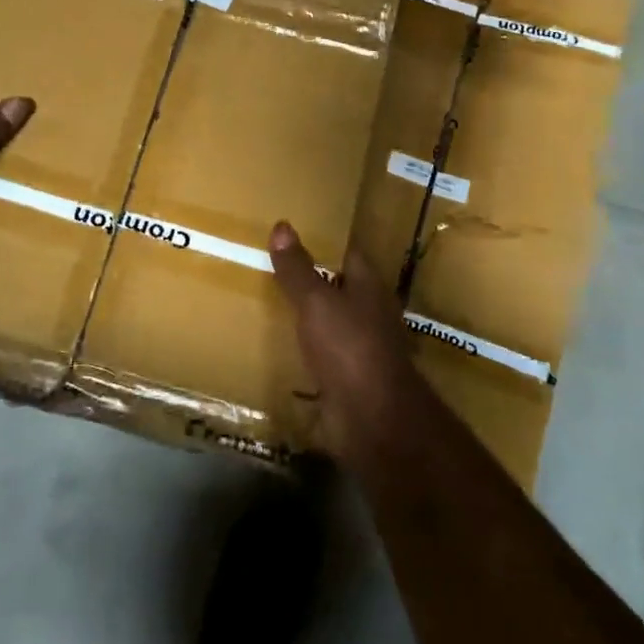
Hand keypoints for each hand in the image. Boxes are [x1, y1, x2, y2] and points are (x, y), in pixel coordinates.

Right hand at [267, 222, 417, 462]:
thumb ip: (298, 268)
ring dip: (309, 316)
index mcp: (368, 287)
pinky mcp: (349, 379)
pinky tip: (280, 347)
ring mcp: (361, 348)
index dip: (325, 242)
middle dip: (313, 279)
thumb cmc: (348, 347)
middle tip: (273, 265)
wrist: (372, 418)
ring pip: (331, 323)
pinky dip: (306, 350)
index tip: (296, 232)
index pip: (348, 253)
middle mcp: (369, 313)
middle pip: (340, 288)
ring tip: (270, 303)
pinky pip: (323, 356)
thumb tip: (282, 225)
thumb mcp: (316, 301)